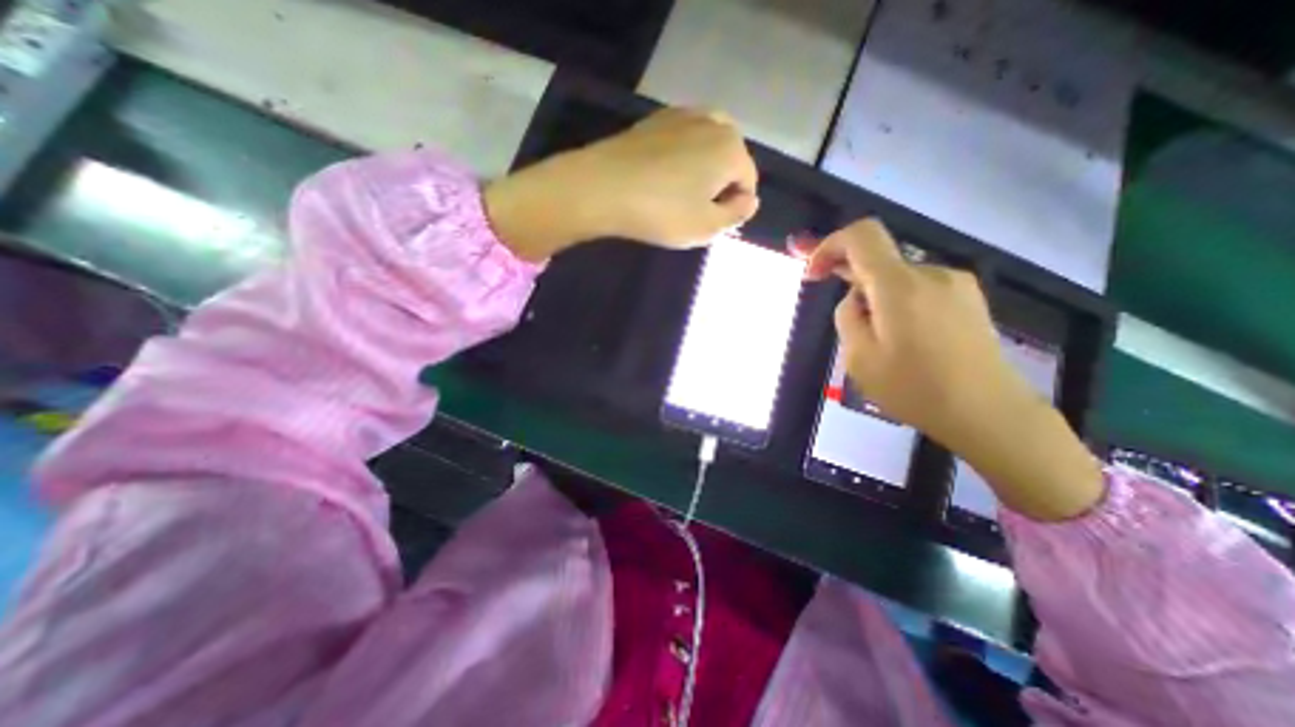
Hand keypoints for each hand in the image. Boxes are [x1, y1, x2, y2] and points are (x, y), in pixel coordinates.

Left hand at [486, 107, 760, 259]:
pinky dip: (680, 158)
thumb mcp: (707, 227)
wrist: (602, 187)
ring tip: (678, 195)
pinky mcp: (655, 120)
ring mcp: (682, 115)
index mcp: (731, 149)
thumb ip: (737, 215)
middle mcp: (713, 122)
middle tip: (693, 210)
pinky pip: (682, 140)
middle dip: (719, 185)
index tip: (709, 223)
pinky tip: (661, 177)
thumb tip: (750, 200)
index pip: (747, 182)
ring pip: (706, 148)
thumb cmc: (661, 212)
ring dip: (701, 171)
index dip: (733, 208)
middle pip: (729, 160)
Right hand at [806, 218, 1100, 518]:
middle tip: (845, 319)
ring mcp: (956, 283)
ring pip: (898, 277)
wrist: (988, 412)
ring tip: (878, 340)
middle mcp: (930, 272)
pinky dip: (899, 302)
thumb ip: (847, 317)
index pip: (862, 235)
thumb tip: (857, 298)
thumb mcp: (859, 358)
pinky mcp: (969, 298)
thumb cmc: (914, 388)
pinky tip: (903, 338)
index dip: (831, 244)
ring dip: (876, 297)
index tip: (815, 273)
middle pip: (879, 259)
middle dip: (851, 281)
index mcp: (899, 285)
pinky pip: (919, 288)